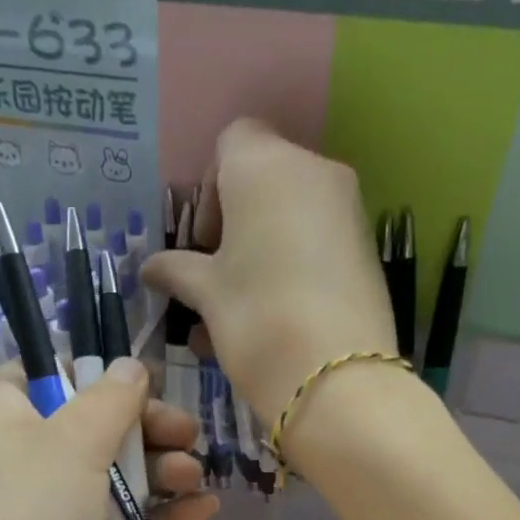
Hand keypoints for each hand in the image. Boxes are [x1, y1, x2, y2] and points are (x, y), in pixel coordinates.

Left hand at [0, 358, 216, 519]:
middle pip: (96, 426)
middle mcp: (28, 460)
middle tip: (186, 432)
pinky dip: (163, 515)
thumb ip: (110, 398)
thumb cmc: (32, 513)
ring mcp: (55, 511)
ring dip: (161, 471)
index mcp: (9, 419)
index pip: (42, 374)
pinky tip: (204, 508)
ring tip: (192, 475)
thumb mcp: (72, 440)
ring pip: (118, 477)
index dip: (88, 370)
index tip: (136, 377)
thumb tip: (130, 365)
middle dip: (147, 427)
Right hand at [141, 118, 393, 432]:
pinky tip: (274, 317)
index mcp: (265, 165)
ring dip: (261, 250)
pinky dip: (292, 265)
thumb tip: (151, 268)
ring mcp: (348, 208)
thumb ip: (177, 271)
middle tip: (218, 277)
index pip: (231, 142)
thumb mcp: (206, 294)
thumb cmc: (256, 319)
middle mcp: (314, 170)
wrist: (336, 376)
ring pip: (292, 215)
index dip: (210, 190)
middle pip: (265, 179)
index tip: (202, 243)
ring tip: (239, 309)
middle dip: (235, 223)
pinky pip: (318, 242)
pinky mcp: (367, 248)